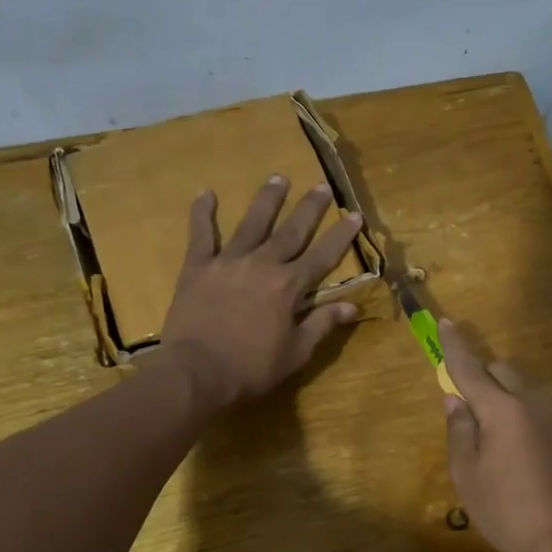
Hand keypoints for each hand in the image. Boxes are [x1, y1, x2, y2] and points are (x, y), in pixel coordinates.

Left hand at [156, 176, 363, 411]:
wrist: (196, 373)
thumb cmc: (251, 368)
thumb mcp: (296, 353)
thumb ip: (322, 324)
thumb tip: (352, 306)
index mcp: (289, 286)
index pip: (323, 255)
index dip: (341, 235)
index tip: (354, 214)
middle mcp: (262, 264)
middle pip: (291, 231)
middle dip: (309, 208)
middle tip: (321, 186)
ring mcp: (228, 262)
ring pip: (252, 223)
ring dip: (267, 200)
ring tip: (278, 178)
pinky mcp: (198, 267)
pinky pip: (200, 235)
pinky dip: (202, 213)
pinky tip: (205, 193)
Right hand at [440, 322, 551, 551]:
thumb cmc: (509, 512)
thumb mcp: (468, 475)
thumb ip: (460, 430)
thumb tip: (455, 399)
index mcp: (504, 409)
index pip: (471, 368)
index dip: (455, 346)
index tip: (445, 323)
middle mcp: (534, 402)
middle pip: (502, 371)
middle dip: (481, 376)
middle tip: (465, 408)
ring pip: (522, 389)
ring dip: (502, 396)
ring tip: (489, 438)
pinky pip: (536, 408)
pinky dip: (519, 412)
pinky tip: (514, 449)